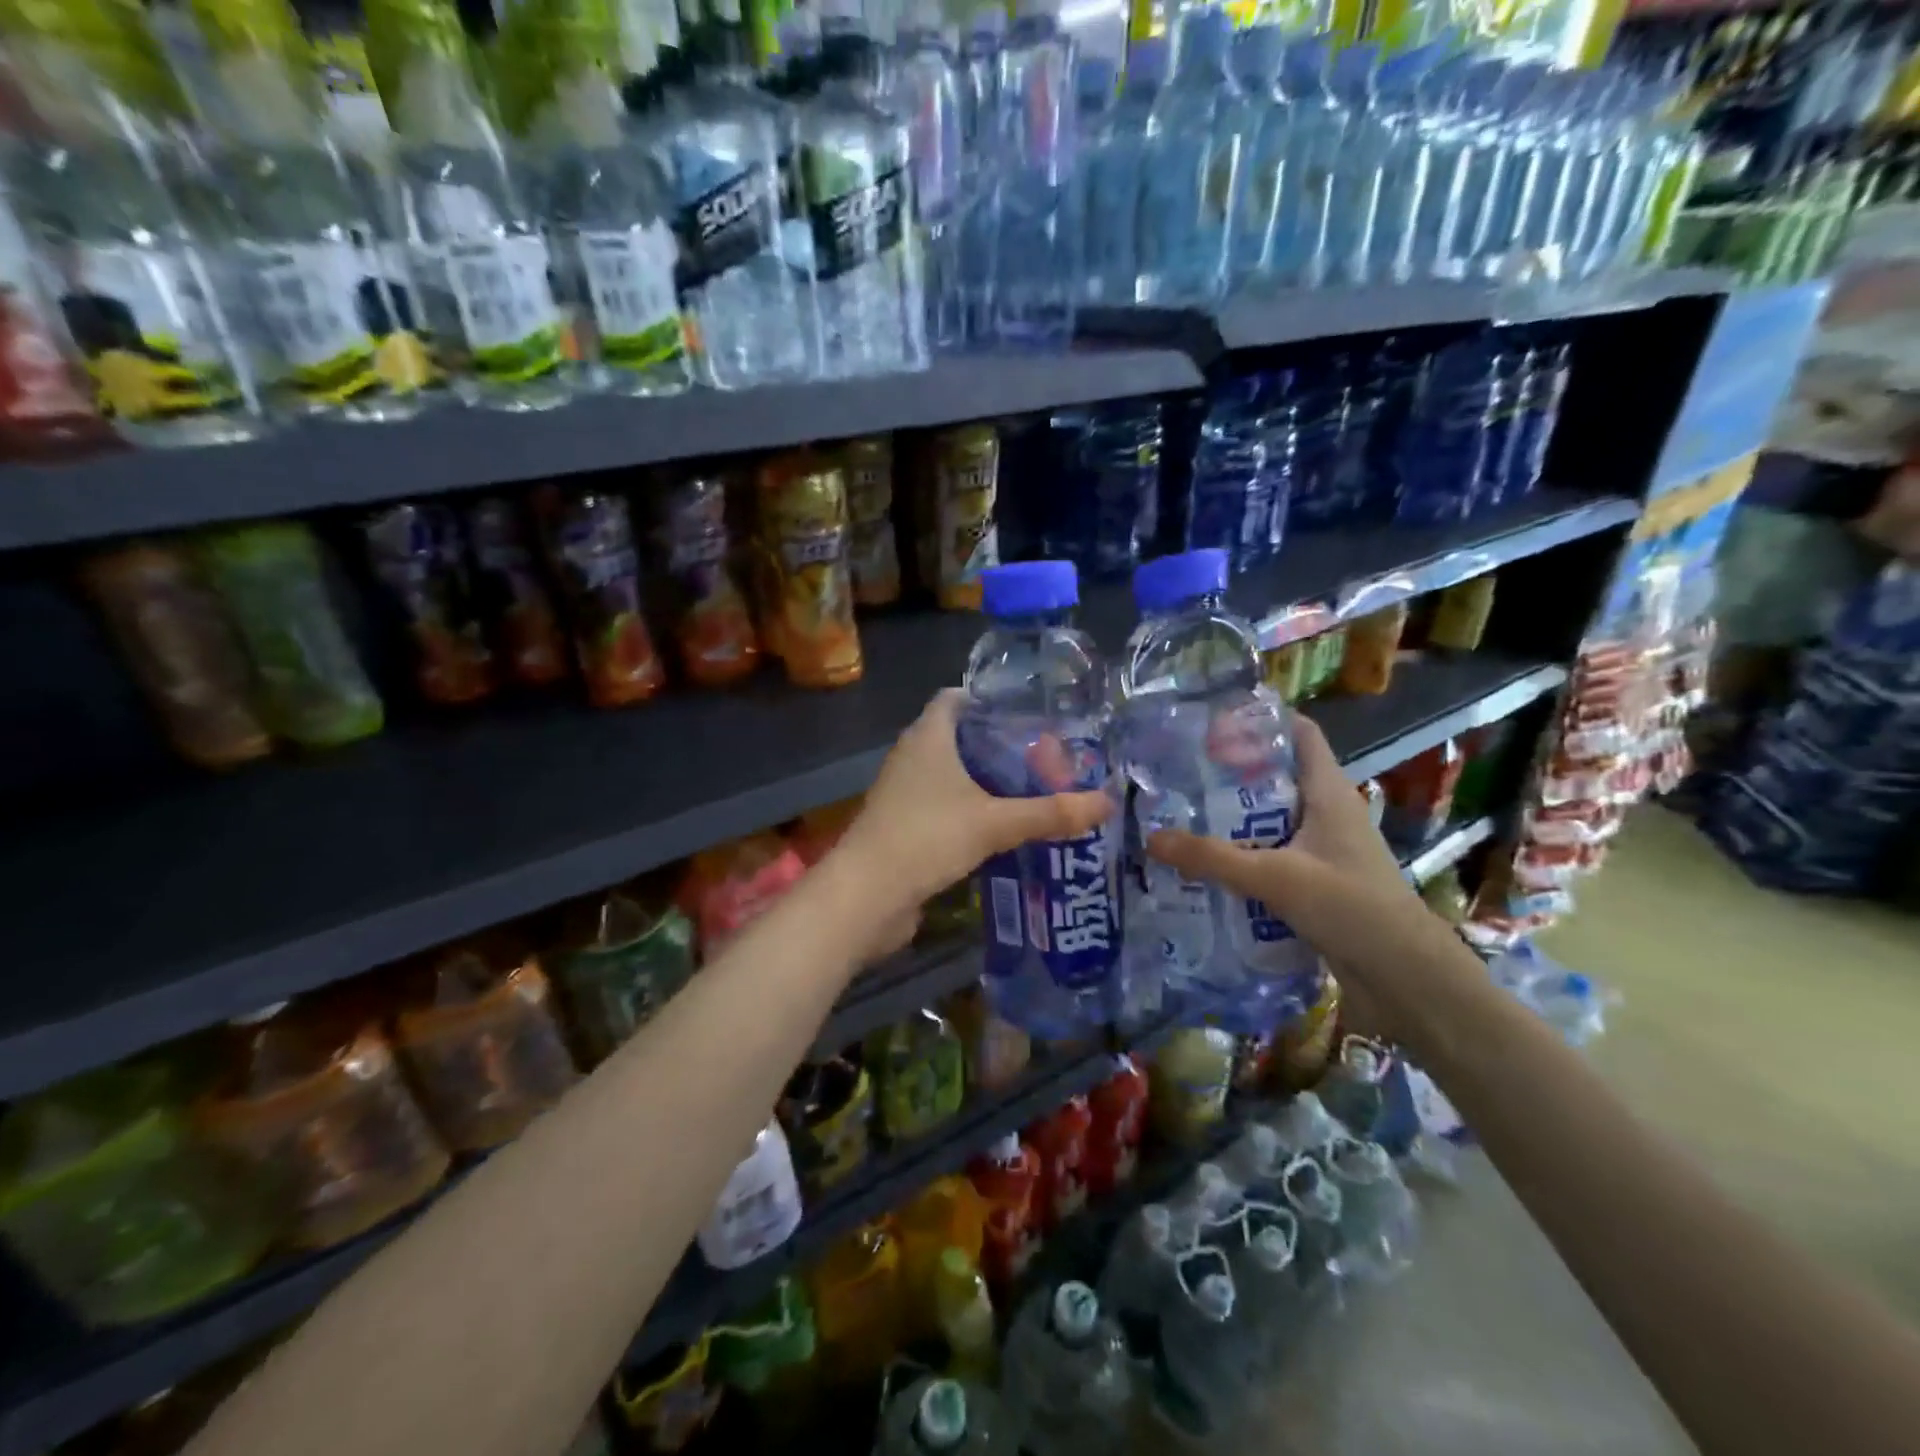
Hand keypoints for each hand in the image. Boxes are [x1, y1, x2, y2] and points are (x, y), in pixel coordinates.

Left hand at [834, 689, 1113, 920]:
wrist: (867, 897)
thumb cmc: (926, 838)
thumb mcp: (995, 823)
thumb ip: (1050, 812)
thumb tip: (1107, 802)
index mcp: (928, 737)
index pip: (955, 698)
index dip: (990, 699)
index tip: (1030, 714)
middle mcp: (912, 757)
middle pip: (959, 737)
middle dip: (1000, 745)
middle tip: (1046, 758)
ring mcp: (905, 793)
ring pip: (952, 776)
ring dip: (987, 782)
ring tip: (1034, 791)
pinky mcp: (905, 827)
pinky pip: (945, 807)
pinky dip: (972, 811)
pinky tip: (1004, 828)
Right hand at [1144, 713, 1470, 1044]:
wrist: (1405, 978)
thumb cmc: (1351, 907)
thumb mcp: (1276, 877)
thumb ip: (1212, 858)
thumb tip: (1150, 837)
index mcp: (1327, 791)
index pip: (1300, 733)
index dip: (1261, 719)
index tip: (1211, 720)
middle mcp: (1326, 811)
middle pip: (1275, 775)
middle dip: (1229, 772)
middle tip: (1178, 771)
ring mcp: (1323, 848)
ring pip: (1270, 818)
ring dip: (1231, 818)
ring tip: (1180, 814)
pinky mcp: (1316, 881)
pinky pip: (1272, 854)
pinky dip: (1242, 854)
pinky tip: (1206, 864)